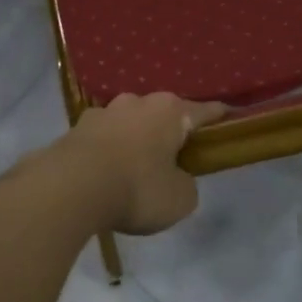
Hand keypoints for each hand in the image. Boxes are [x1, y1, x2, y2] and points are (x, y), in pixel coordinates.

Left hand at [57, 93, 227, 234]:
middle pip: (163, 113)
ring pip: (129, 123)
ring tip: (136, 166)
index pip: (204, 111)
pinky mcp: (76, 128)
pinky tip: (106, 171)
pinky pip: (103, 138)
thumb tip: (175, 178)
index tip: (230, 116)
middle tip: (176, 156)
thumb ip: (186, 184)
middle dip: (170, 130)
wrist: (70, 187)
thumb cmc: (136, 189)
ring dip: (136, 139)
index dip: (219, 117)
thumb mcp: (180, 199)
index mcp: (170, 111)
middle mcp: (137, 102)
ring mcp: (103, 112)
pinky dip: (109, 150)